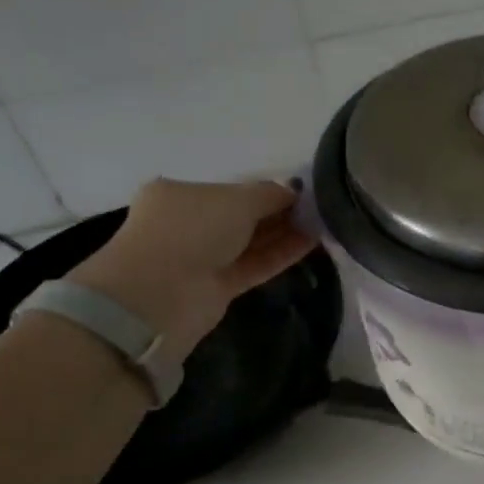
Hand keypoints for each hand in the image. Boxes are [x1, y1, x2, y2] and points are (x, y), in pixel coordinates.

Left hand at [67, 178, 315, 361]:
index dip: (266, 190)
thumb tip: (295, 189)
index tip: (302, 192)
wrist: (160, 294)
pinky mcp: (217, 286)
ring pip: (250, 242)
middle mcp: (188, 223)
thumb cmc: (191, 230)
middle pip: (242, 216)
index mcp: (179, 194)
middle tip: (319, 209)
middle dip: (278, 212)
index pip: (230, 190)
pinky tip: (311, 242)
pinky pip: (254, 264)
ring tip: (323, 224)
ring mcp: (202, 257)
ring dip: (284, 233)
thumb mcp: (236, 200)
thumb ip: (270, 193)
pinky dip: (280, 254)